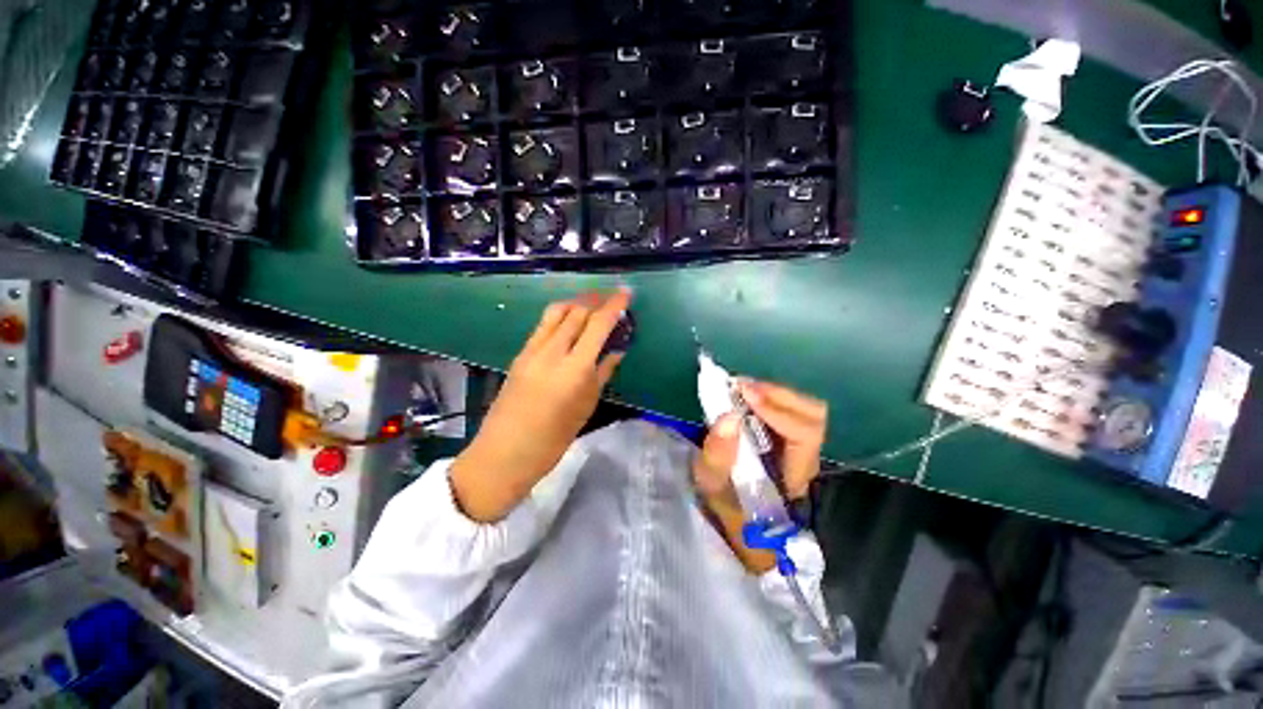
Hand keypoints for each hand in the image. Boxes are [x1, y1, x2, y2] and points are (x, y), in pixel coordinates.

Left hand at [451, 289, 631, 521]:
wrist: (504, 453)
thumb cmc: (553, 440)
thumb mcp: (585, 408)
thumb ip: (602, 374)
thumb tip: (616, 351)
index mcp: (573, 369)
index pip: (597, 325)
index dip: (614, 305)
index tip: (626, 292)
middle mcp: (551, 352)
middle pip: (576, 312)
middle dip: (596, 299)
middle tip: (611, 296)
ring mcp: (531, 350)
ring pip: (555, 312)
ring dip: (576, 302)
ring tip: (591, 303)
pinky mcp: (519, 354)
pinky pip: (543, 325)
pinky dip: (560, 315)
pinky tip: (569, 321)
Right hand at [692, 380, 827, 572]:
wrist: (739, 518)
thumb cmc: (727, 505)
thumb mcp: (713, 486)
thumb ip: (718, 455)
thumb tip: (729, 415)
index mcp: (795, 477)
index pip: (804, 435)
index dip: (777, 411)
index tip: (744, 395)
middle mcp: (808, 459)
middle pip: (814, 415)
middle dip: (777, 394)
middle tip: (740, 387)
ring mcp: (805, 447)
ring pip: (807, 409)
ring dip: (775, 393)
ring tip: (743, 389)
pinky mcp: (794, 439)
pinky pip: (794, 409)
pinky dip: (772, 397)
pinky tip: (749, 396)